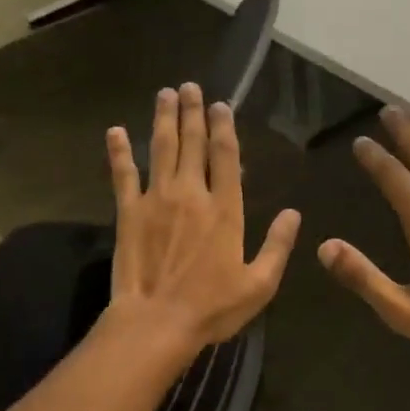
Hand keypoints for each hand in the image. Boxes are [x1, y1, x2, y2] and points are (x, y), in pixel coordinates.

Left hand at [106, 82, 301, 351]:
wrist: (157, 323)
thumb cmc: (212, 307)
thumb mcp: (259, 284)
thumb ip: (278, 245)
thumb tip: (293, 213)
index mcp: (225, 209)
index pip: (225, 156)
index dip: (224, 127)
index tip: (221, 105)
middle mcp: (191, 194)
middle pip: (192, 143)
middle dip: (193, 112)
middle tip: (190, 87)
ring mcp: (156, 199)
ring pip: (161, 149)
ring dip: (163, 119)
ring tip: (164, 94)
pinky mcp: (128, 212)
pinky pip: (123, 175)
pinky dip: (119, 152)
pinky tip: (115, 131)